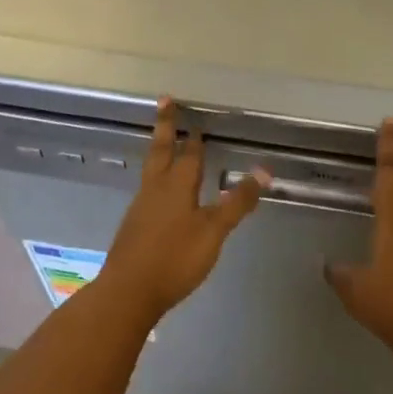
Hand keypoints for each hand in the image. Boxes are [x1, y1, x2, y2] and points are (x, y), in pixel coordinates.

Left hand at [101, 98, 268, 317]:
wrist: (128, 292)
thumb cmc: (175, 258)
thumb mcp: (213, 231)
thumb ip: (237, 202)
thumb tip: (264, 170)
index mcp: (176, 186)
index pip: (189, 154)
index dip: (195, 138)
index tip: (195, 117)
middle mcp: (155, 189)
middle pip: (161, 150)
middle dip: (166, 126)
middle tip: (164, 101)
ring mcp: (140, 207)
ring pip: (151, 169)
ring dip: (159, 151)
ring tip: (164, 143)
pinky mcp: (134, 226)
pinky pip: (147, 189)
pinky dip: (155, 178)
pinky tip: (159, 191)